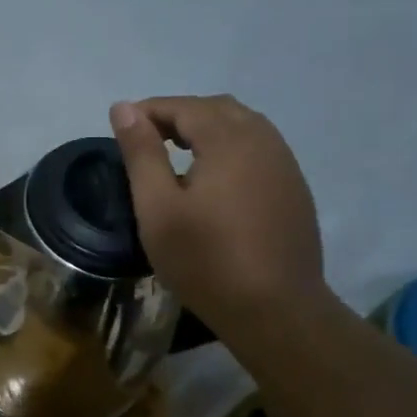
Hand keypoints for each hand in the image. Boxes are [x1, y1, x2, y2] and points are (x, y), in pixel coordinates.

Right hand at [110, 95, 328, 333]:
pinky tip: (213, 179)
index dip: (150, 110)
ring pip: (243, 126)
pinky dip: (230, 148)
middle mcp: (263, 141)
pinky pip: (259, 149)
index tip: (122, 127)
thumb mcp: (158, 208)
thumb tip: (124, 107)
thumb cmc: (206, 260)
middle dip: (180, 115)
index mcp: (229, 140)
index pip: (185, 106)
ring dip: (207, 129)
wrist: (276, 310)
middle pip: (218, 109)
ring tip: (177, 155)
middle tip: (148, 140)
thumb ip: (141, 153)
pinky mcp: (294, 189)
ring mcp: (285, 165)